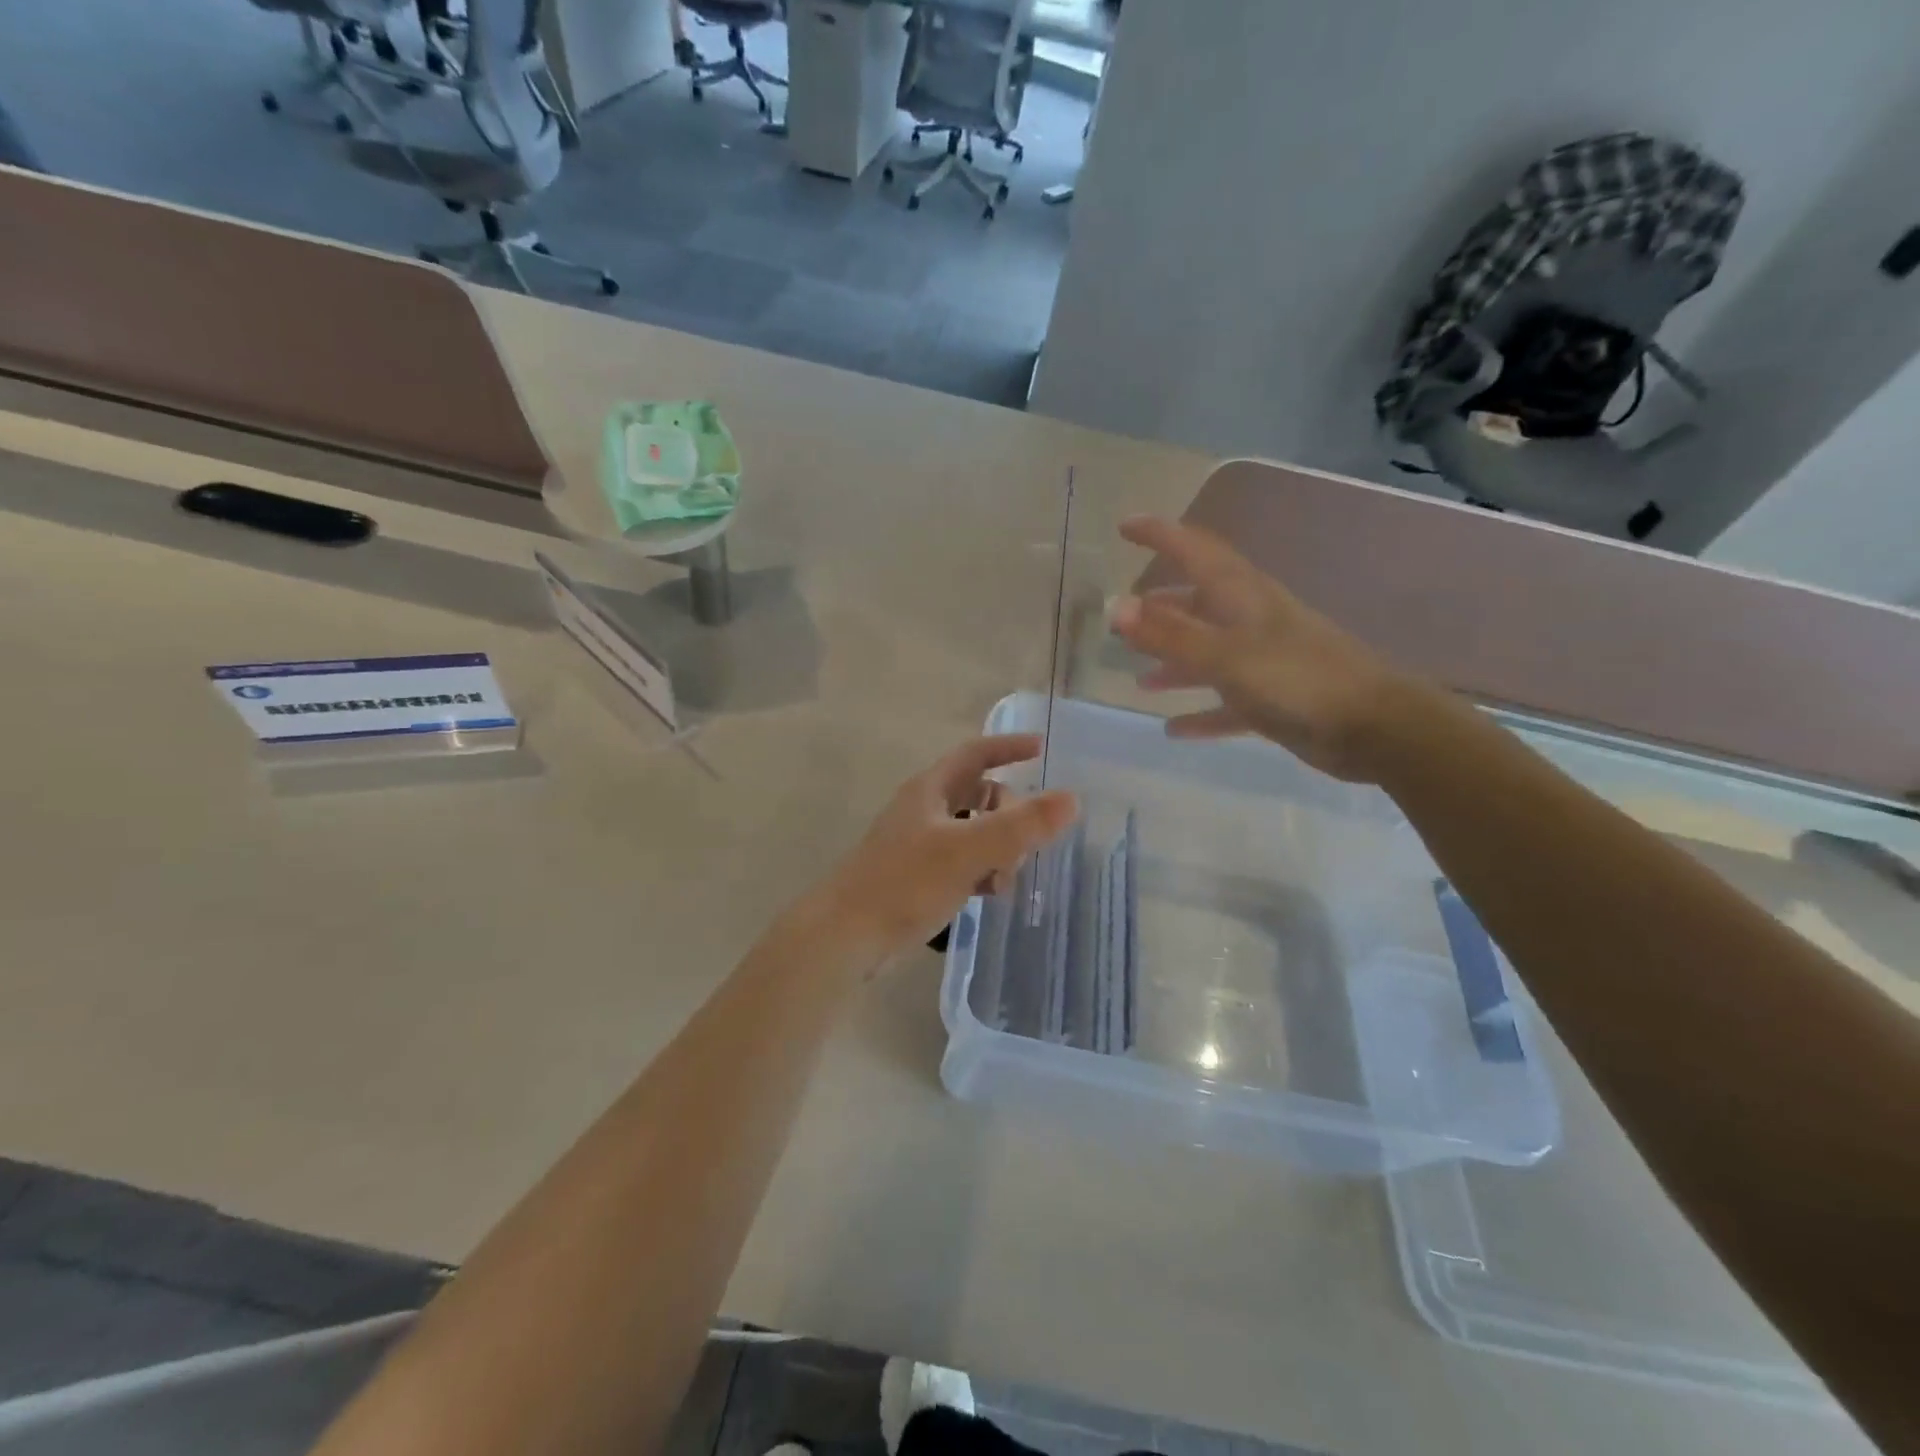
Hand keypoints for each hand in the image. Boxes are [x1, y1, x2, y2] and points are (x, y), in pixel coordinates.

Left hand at [813, 735, 1077, 965]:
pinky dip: (982, 871)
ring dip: (999, 848)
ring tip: (1007, 879)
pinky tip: (991, 895)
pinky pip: (962, 863)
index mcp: (930, 790)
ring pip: (973, 832)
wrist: (845, 936)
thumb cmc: (904, 883)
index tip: (1041, 749)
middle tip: (1027, 843)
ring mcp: (918, 845)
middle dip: (1010, 813)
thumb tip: (1071, 799)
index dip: (1007, 747)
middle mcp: (924, 810)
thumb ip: (1020, 826)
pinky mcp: (916, 878)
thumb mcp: (968, 850)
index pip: (975, 754)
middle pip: (978, 795)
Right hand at [1109, 515, 1419, 782]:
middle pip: (1199, 602)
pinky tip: (1173, 729)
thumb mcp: (1225, 655)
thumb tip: (1115, 607)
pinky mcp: (1273, 699)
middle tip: (1124, 619)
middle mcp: (1251, 620)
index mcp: (1242, 596)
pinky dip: (1200, 712)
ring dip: (1175, 662)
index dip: (1161, 534)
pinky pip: (1226, 703)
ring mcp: (1263, 660)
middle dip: (1161, 608)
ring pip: (1209, 654)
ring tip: (1140, 679)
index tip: (1124, 527)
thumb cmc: (1297, 680)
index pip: (1195, 549)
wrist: (1374, 727)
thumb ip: (1169, 634)